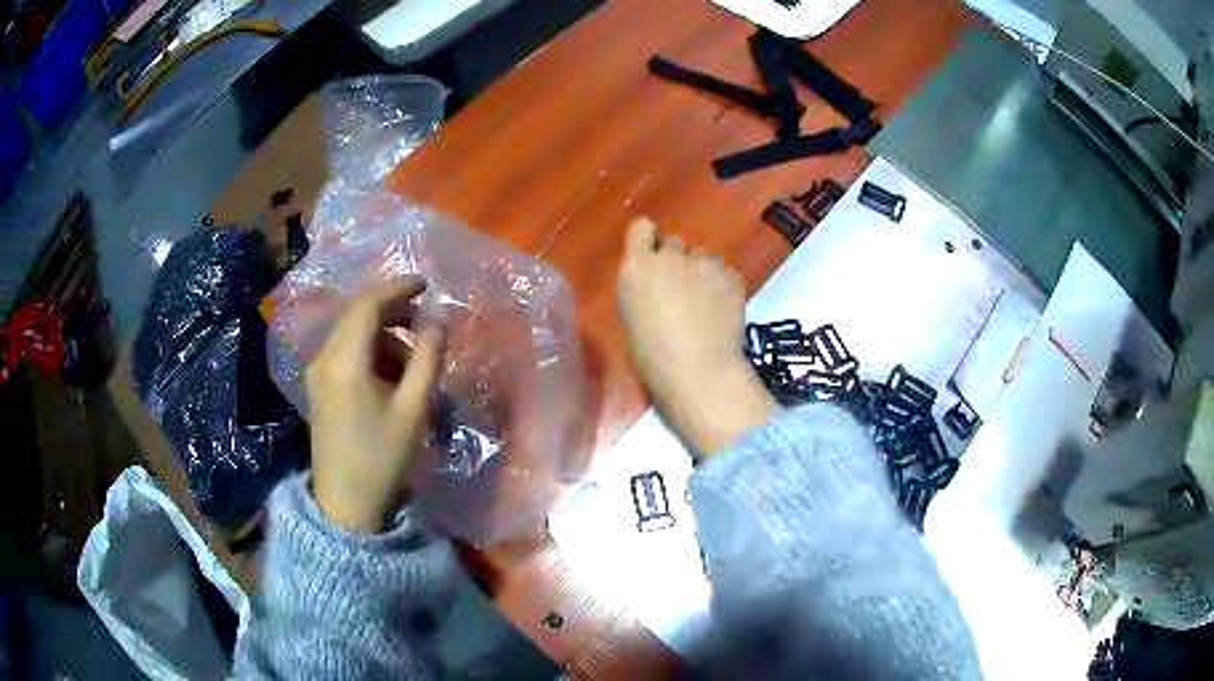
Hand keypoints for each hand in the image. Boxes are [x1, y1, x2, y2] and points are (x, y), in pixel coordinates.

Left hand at [307, 277, 445, 532]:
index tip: (426, 285)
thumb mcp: (414, 409)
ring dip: (384, 336)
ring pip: (353, 334)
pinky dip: (371, 353)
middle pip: (358, 314)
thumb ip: (428, 358)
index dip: (398, 288)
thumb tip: (438, 321)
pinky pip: (346, 352)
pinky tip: (389, 378)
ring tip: (412, 366)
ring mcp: (317, 372)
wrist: (346, 505)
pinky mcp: (318, 387)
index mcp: (345, 361)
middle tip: (426, 327)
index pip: (368, 304)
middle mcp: (324, 358)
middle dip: (394, 312)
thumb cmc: (382, 459)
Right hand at [618, 218, 773, 454]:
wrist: (699, 372)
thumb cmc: (653, 359)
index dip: (649, 239)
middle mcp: (670, 257)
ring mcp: (704, 263)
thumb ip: (643, 290)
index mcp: (637, 268)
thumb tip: (656, 287)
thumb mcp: (632, 317)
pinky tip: (723, 312)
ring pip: (703, 257)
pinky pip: (725, 272)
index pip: (641, 227)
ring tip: (707, 304)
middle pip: (674, 242)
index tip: (653, 256)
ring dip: (702, 273)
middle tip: (681, 290)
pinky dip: (723, 286)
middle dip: (677, 260)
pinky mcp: (732, 275)